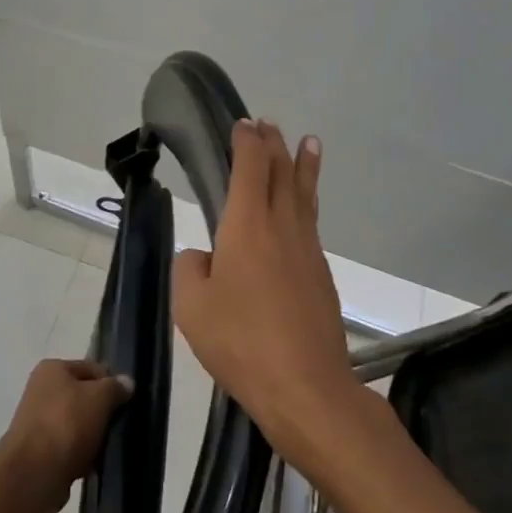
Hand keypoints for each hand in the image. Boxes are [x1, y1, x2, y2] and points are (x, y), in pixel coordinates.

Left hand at [0, 358, 133, 512]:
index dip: (111, 382)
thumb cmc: (66, 424)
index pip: (91, 368)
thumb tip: (127, 382)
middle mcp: (42, 391)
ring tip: (108, 448)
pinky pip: (70, 449)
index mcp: (52, 369)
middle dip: (103, 412)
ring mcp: (39, 423)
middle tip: (120, 426)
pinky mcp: (40, 452)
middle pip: (84, 397)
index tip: (128, 401)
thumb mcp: (99, 397)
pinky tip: (94, 466)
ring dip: (94, 437)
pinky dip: (82, 456)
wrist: (33, 474)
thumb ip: (115, 387)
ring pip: (78, 425)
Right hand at [173, 120, 366, 464]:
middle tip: (269, 124)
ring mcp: (307, 249)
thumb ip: (190, 269)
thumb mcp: (192, 306)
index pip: (250, 167)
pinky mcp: (321, 274)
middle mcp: (282, 226)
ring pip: (304, 194)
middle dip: (274, 144)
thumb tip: (205, 258)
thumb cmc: (241, 342)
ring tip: (308, 142)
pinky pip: (311, 221)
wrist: (307, 388)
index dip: (246, 141)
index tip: (243, 124)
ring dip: (303, 165)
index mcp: (248, 225)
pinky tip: (303, 208)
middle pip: (282, 172)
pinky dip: (307, 198)